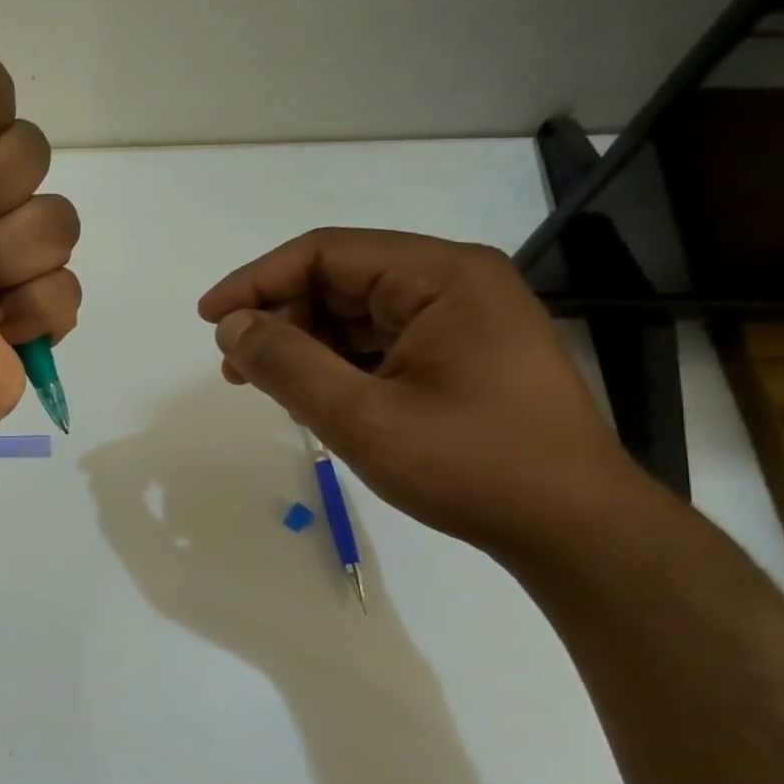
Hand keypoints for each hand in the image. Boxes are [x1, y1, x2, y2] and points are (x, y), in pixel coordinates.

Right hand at [199, 228, 647, 556]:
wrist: (574, 530)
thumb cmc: (471, 466)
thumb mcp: (361, 417)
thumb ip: (287, 364)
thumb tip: (231, 326)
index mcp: (441, 277)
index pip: (326, 253)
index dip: (256, 280)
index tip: (209, 319)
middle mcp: (454, 283)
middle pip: (338, 279)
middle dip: (278, 317)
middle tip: (233, 365)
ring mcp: (460, 320)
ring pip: (354, 313)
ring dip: (301, 343)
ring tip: (262, 384)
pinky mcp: (459, 354)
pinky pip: (377, 342)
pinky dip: (334, 363)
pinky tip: (310, 396)